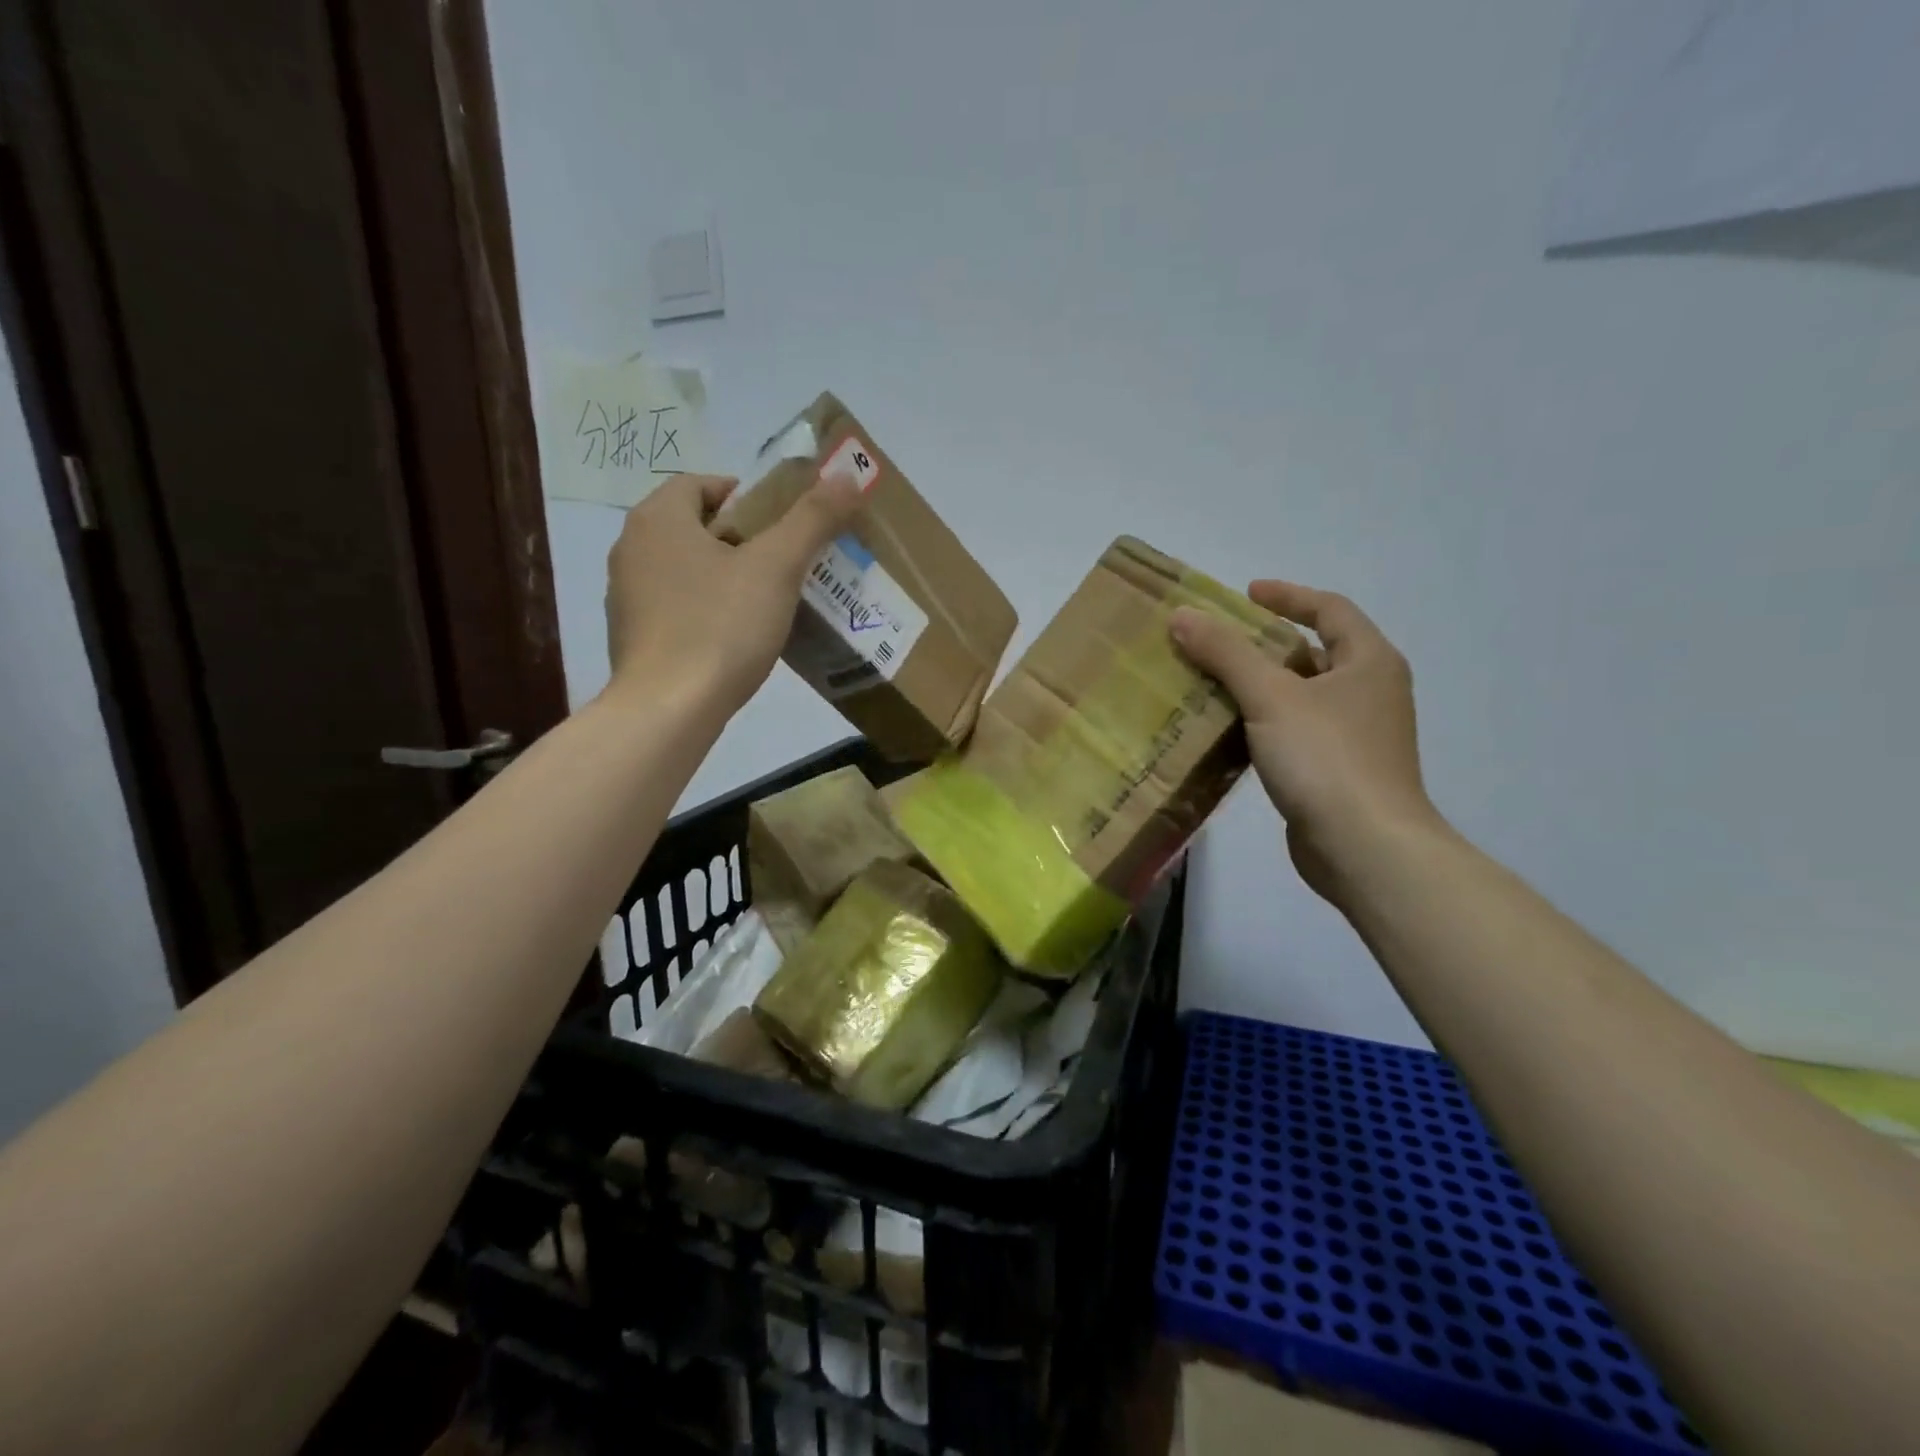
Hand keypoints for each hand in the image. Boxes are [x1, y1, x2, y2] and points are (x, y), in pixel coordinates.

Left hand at [602, 472, 863, 715]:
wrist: (669, 709)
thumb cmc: (721, 627)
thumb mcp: (777, 568)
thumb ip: (812, 519)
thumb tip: (848, 475)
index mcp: (658, 518)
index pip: (702, 484)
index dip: (746, 497)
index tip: (782, 526)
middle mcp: (632, 548)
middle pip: (695, 526)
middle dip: (741, 539)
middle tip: (784, 564)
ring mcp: (626, 595)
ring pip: (685, 568)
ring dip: (723, 575)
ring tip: (765, 603)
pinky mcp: (631, 636)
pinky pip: (676, 606)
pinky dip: (704, 610)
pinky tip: (734, 638)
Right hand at [1170, 582, 1442, 906]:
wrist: (1365, 848)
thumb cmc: (1326, 758)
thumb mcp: (1270, 697)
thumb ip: (1226, 653)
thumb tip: (1183, 616)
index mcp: (1369, 662)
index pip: (1330, 609)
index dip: (1288, 596)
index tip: (1246, 594)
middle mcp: (1370, 692)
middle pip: (1314, 652)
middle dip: (1266, 645)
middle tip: (1218, 642)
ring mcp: (1357, 735)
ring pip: (1302, 696)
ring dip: (1260, 687)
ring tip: (1211, 684)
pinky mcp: (1338, 772)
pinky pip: (1295, 732)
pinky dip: (1263, 724)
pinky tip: (1227, 734)